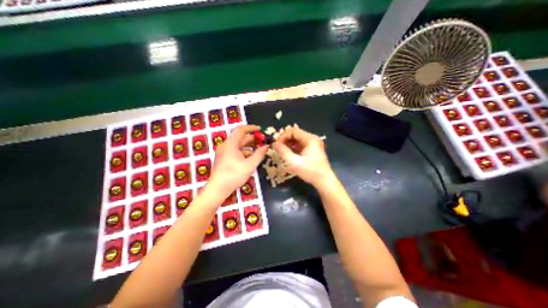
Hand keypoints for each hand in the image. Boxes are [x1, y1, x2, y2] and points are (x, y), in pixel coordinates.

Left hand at [207, 125, 269, 199]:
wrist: (218, 189)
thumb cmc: (233, 175)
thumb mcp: (249, 165)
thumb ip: (259, 154)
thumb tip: (266, 146)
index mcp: (231, 144)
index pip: (241, 130)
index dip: (251, 128)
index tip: (260, 129)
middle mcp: (226, 146)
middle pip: (240, 138)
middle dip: (252, 138)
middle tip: (262, 141)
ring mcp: (224, 152)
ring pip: (238, 145)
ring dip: (249, 146)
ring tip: (259, 149)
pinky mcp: (224, 159)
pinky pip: (236, 152)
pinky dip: (244, 152)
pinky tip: (251, 157)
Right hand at [273, 125, 333, 186]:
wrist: (324, 181)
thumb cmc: (310, 172)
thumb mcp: (294, 162)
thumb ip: (283, 152)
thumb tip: (274, 144)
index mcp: (310, 139)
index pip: (293, 131)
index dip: (283, 136)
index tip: (276, 144)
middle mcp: (312, 138)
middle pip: (295, 134)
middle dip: (285, 140)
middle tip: (278, 148)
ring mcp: (313, 144)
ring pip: (297, 139)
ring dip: (288, 144)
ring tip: (282, 152)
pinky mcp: (312, 149)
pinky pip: (300, 144)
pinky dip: (293, 148)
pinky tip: (288, 154)